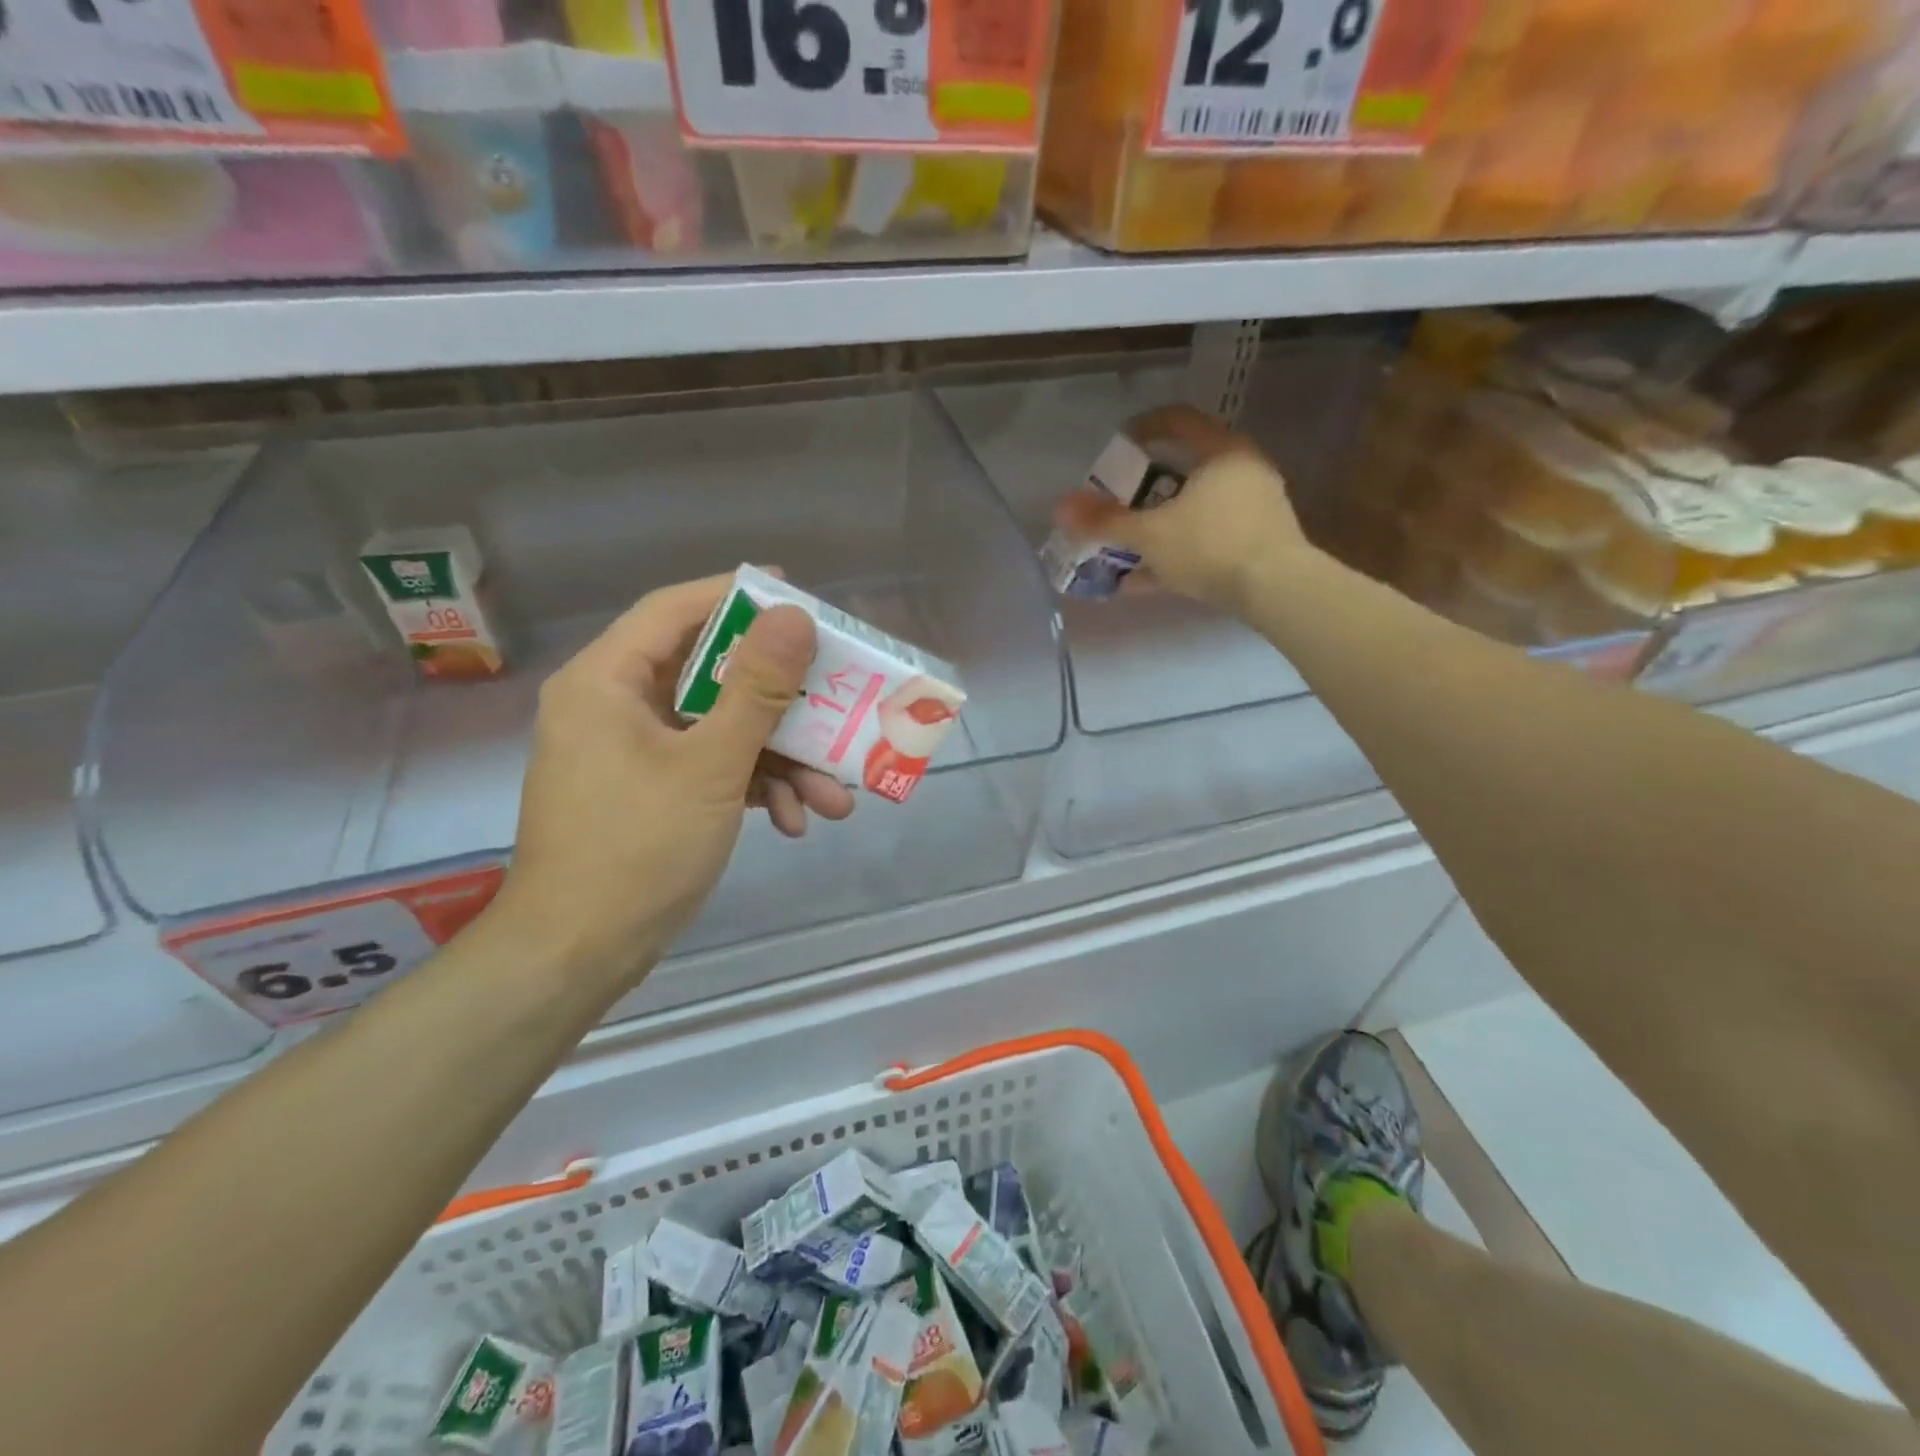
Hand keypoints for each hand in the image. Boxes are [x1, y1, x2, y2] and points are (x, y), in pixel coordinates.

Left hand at [490, 574, 854, 986]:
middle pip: (710, 675)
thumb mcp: (711, 765)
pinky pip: (711, 768)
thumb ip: (756, 688)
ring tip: (834, 796)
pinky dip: (753, 788)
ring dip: (780, 760)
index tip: (797, 595)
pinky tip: (794, 822)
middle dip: (781, 703)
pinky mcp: (650, 791)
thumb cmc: (639, 849)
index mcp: (608, 681)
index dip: (737, 595)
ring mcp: (633, 752)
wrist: (579, 955)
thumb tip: (794, 616)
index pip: (675, 610)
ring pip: (720, 730)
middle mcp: (615, 706)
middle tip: (835, 696)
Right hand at [1053, 404, 1313, 616]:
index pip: (1179, 420)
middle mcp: (1244, 471)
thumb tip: (1060, 506)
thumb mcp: (1150, 535)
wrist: (1277, 590)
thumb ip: (1105, 521)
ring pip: (1196, 510)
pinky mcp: (1259, 542)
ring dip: (1160, 526)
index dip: (1144, 426)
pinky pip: (1209, 539)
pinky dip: (1179, 552)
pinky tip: (1145, 581)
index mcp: (1221, 453)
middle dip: (1147, 488)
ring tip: (1127, 548)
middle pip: (1187, 469)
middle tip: (1119, 501)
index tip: (1119, 443)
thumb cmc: (1210, 546)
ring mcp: (1255, 508)